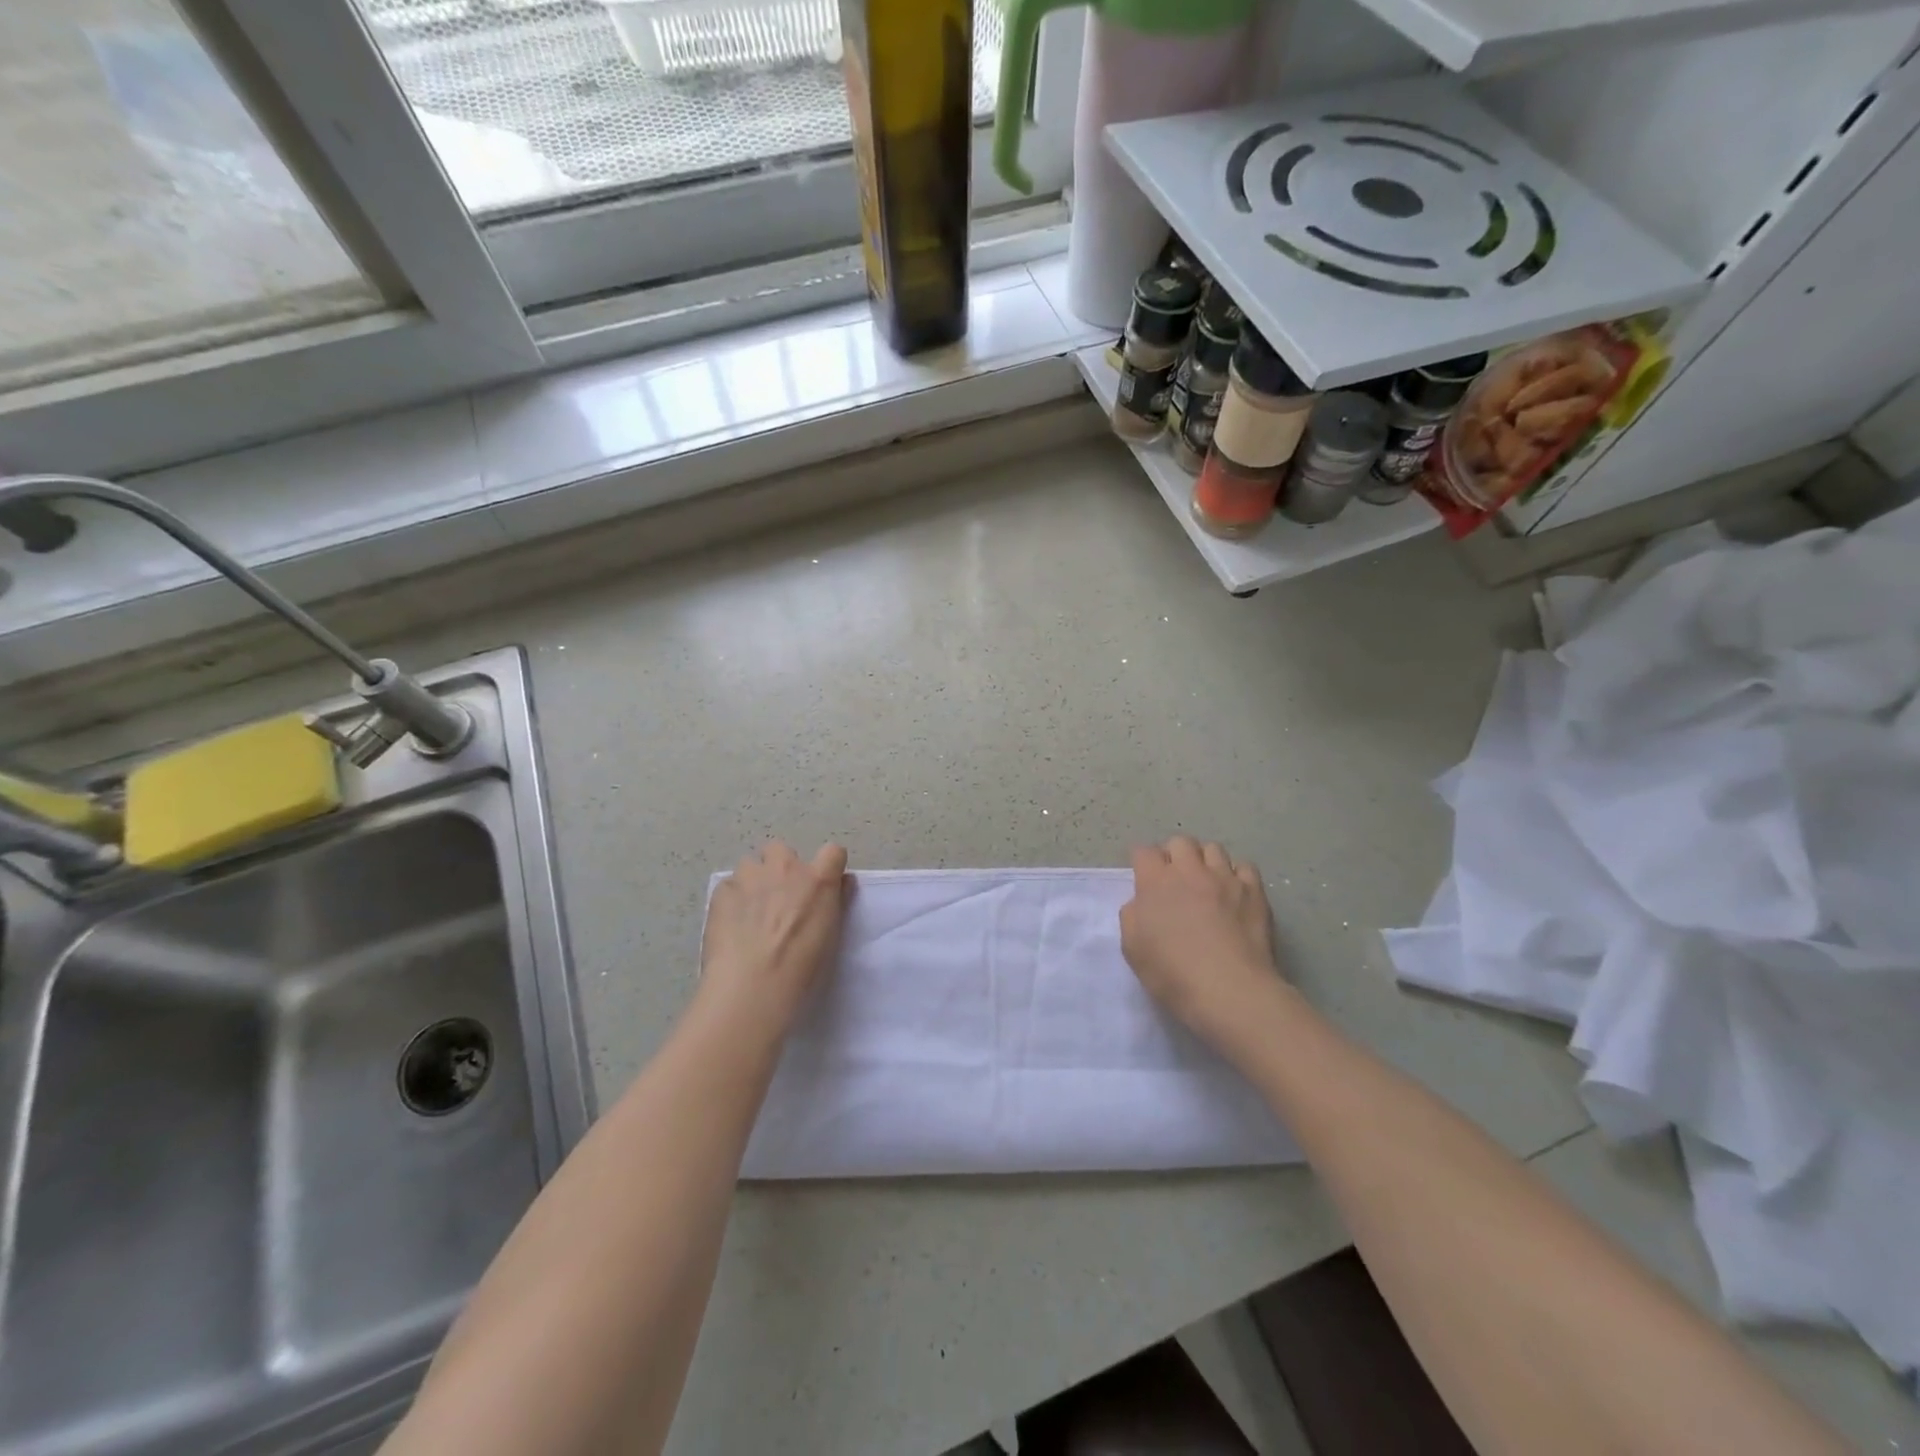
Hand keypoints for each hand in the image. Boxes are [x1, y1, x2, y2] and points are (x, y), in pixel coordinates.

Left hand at [700, 841, 849, 1036]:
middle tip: (779, 898)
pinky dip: (731, 900)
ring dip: (753, 881)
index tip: (821, 885)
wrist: (752, 985)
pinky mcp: (722, 891)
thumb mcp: (831, 935)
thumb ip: (836, 902)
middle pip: (781, 850)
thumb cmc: (802, 968)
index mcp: (818, 879)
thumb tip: (840, 883)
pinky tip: (730, 926)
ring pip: (750, 865)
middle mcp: (785, 868)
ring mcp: (750, 876)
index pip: (833, 852)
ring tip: (750, 913)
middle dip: (779, 867)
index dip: (828, 866)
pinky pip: (728, 886)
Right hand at [1121, 837, 1283, 1053]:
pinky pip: (1244, 868)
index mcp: (1155, 881)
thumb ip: (1133, 915)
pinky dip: (1236, 875)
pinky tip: (1235, 894)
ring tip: (1206, 883)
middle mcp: (1190, 870)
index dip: (1142, 863)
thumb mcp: (1132, 948)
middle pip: (1180, 842)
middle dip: (1174, 855)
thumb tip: (1143, 902)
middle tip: (1175, 879)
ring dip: (1205, 862)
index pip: (1143, 851)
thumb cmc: (1172, 973)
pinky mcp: (1254, 891)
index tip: (1144, 879)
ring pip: (1213, 849)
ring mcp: (1225, 878)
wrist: (1229, 990)